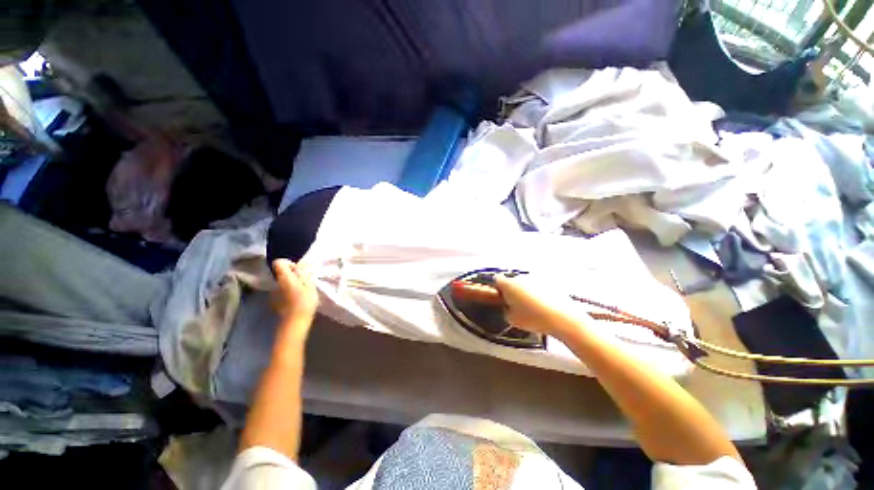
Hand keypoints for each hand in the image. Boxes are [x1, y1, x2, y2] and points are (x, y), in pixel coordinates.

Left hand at [271, 259, 318, 328]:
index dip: (289, 263)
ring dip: (290, 284)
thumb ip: (302, 273)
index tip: (299, 271)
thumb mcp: (310, 285)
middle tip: (304, 283)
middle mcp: (275, 283)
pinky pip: (280, 292)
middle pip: (281, 273)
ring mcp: (273, 293)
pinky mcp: (273, 302)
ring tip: (301, 293)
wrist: (294, 322)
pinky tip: (295, 300)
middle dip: (292, 275)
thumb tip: (297, 265)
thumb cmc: (305, 302)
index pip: (279, 262)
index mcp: (284, 278)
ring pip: (281, 283)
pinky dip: (287, 293)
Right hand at [494, 274, 589, 339]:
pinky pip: (538, 285)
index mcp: (508, 285)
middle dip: (512, 290)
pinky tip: (543, 305)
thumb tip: (507, 307)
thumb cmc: (534, 319)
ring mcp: (535, 278)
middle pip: (511, 281)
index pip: (496, 280)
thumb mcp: (512, 320)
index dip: (497, 288)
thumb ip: (505, 310)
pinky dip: (538, 292)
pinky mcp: (548, 281)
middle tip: (515, 304)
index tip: (500, 297)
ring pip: (525, 283)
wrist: (563, 318)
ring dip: (525, 291)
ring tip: (532, 307)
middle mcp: (520, 277)